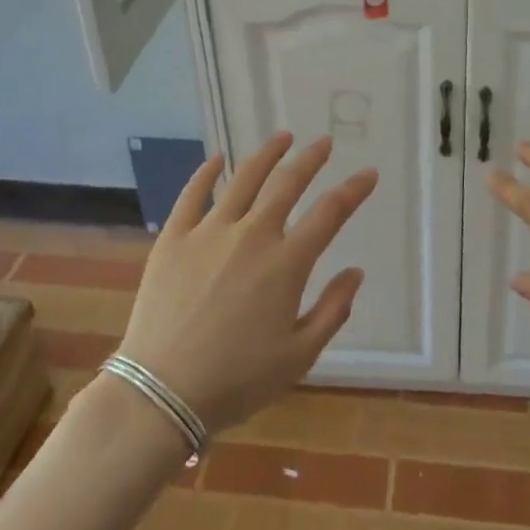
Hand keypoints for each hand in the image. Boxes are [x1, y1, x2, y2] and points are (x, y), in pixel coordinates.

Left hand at [116, 132, 375, 434]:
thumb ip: (333, 310)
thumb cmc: (237, 381)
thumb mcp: (299, 356)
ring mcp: (209, 232)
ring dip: (267, 154)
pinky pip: (192, 194)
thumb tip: (356, 271)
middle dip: (311, 159)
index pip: (330, 213)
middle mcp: (252, 235)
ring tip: (282, 137)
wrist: (161, 392)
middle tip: (324, 143)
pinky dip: (206, 172)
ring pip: (244, 179)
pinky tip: (217, 158)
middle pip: (288, 183)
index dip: (353, 190)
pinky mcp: (174, 238)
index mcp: (287, 263)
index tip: (368, 174)